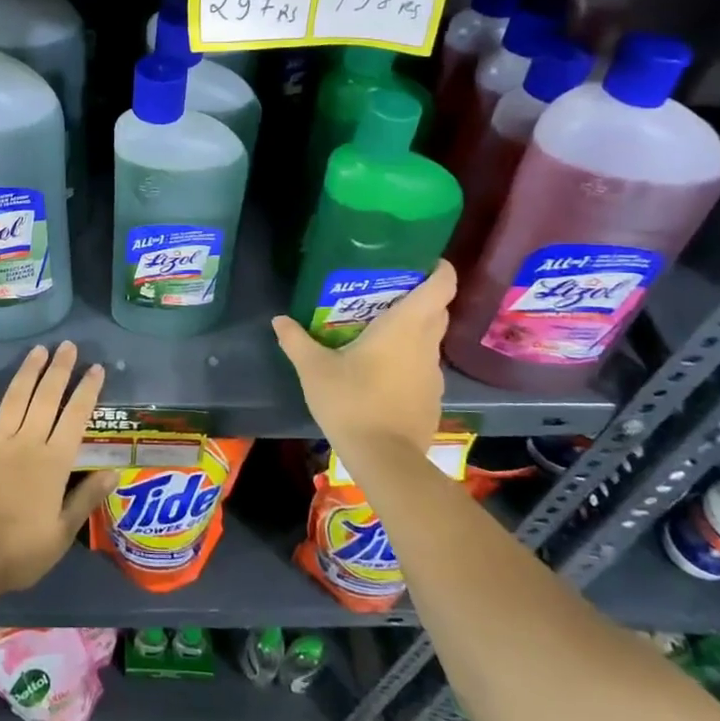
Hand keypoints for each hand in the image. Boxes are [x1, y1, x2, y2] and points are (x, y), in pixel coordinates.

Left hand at [0, 342, 117, 595]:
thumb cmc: (19, 552)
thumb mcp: (61, 533)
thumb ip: (86, 498)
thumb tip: (114, 472)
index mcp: (53, 463)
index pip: (75, 418)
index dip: (87, 391)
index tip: (96, 368)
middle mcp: (26, 443)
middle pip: (46, 399)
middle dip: (59, 370)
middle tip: (68, 345)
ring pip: (14, 399)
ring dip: (27, 372)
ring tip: (38, 350)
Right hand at [271, 261, 456, 468]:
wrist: (385, 460)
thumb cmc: (352, 402)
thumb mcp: (314, 370)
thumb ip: (296, 341)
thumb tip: (278, 319)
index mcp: (405, 326)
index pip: (441, 286)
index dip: (439, 268)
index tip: (423, 260)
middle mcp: (426, 344)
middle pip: (436, 309)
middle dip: (419, 296)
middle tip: (386, 291)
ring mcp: (433, 373)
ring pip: (430, 339)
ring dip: (412, 329)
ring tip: (378, 329)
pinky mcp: (432, 397)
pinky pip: (424, 365)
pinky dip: (409, 359)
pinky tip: (382, 369)